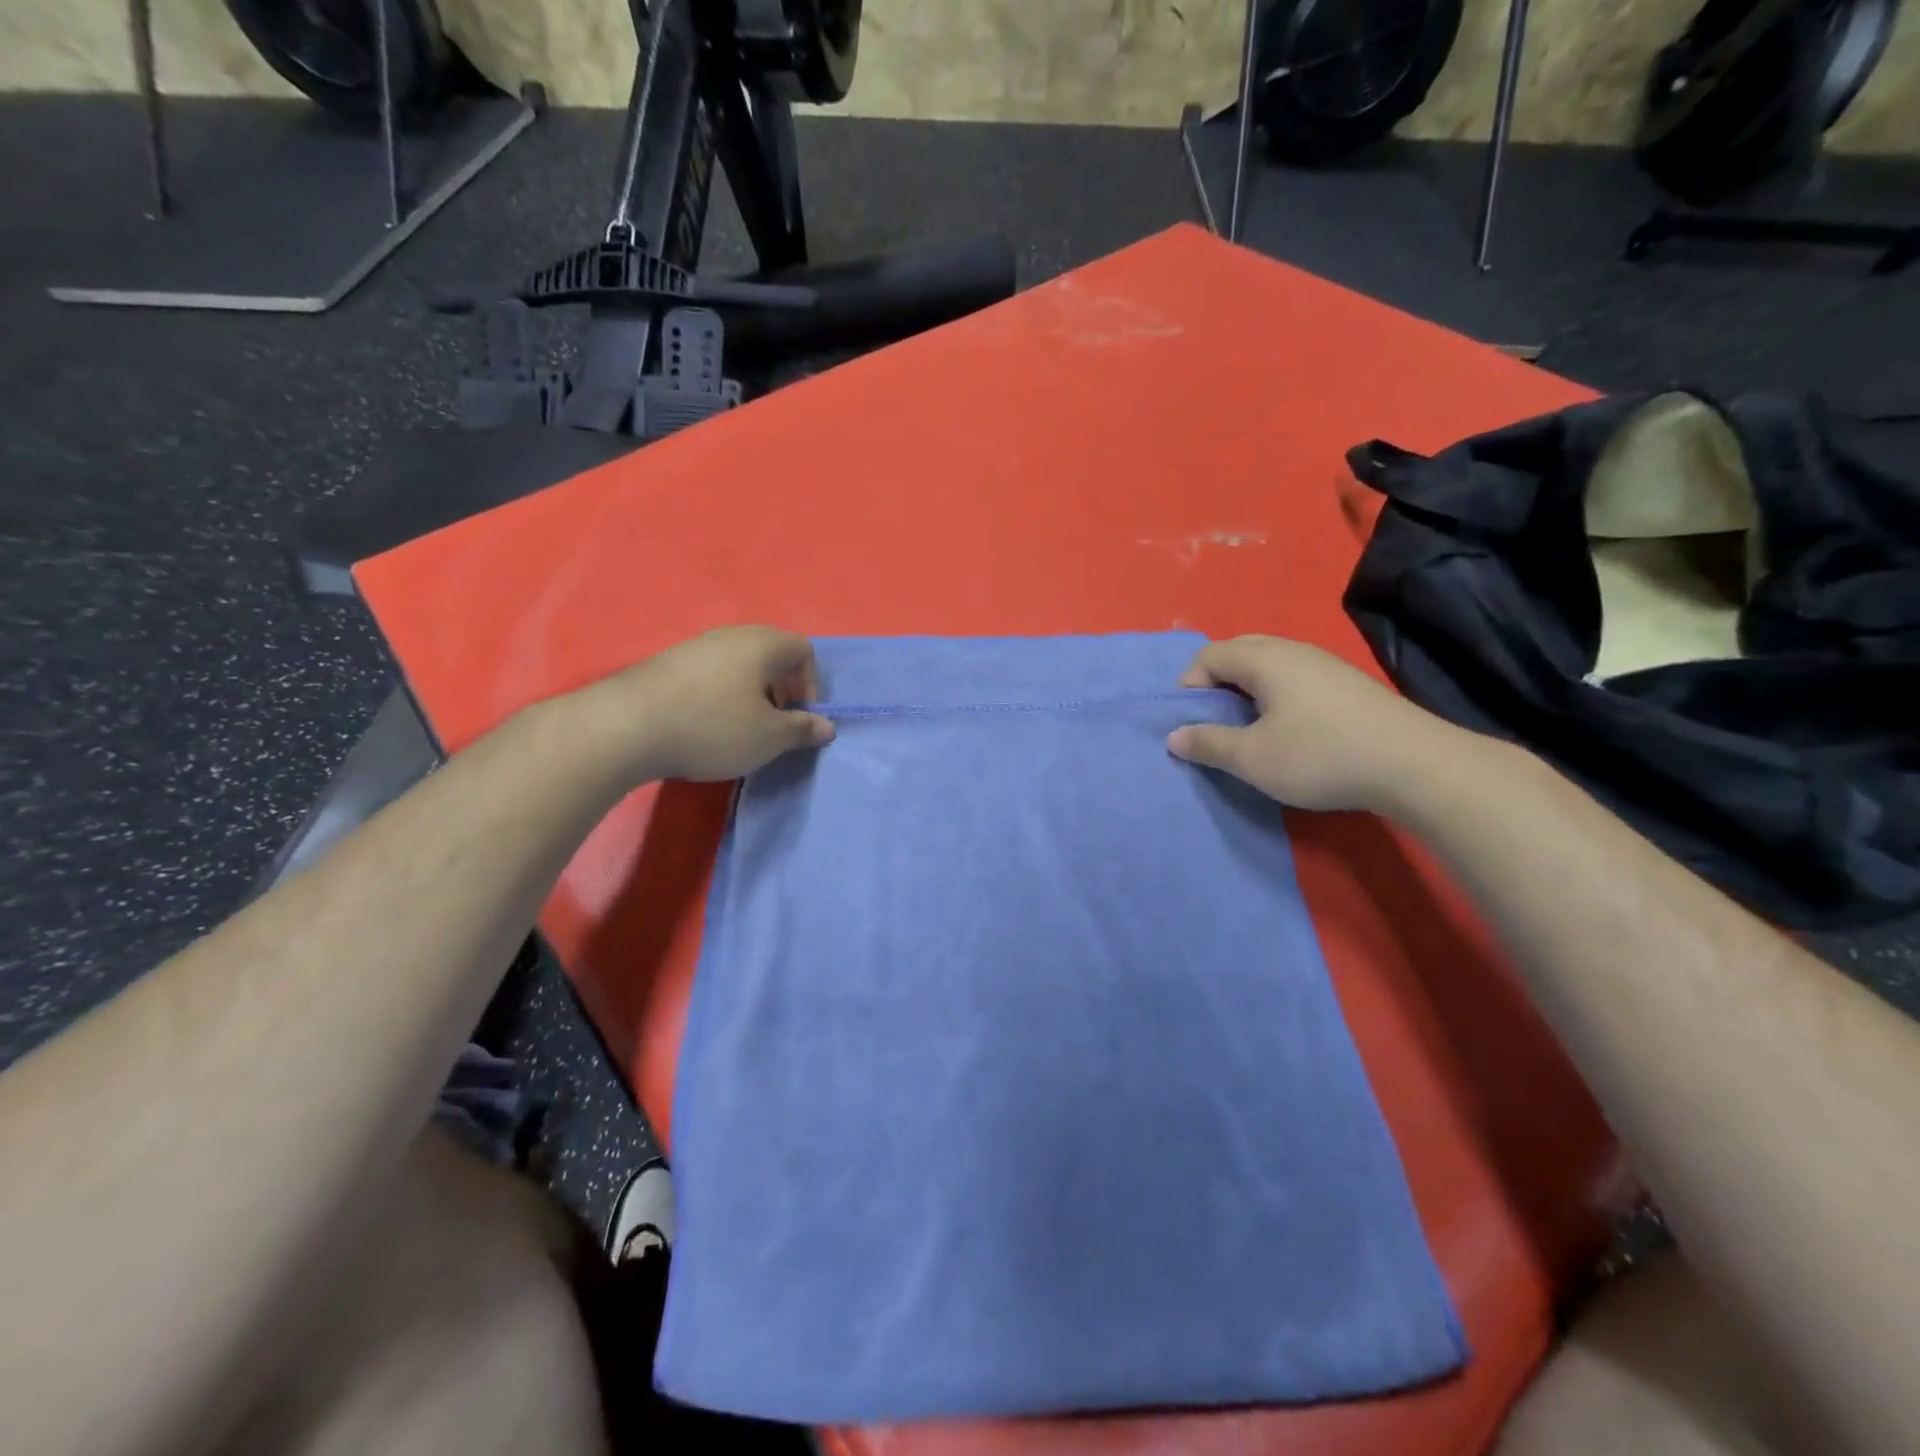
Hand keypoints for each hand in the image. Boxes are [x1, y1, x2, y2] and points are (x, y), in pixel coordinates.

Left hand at [586, 626, 835, 783]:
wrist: (626, 727)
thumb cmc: (712, 727)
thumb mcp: (769, 737)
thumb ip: (802, 730)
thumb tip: (826, 727)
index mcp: (762, 643)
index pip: (804, 650)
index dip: (811, 684)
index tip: (799, 717)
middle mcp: (731, 635)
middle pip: (771, 653)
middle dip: (782, 688)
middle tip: (775, 723)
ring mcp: (696, 646)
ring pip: (740, 663)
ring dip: (752, 693)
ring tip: (741, 727)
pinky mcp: (668, 663)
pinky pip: (711, 672)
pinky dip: (721, 694)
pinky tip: (707, 724)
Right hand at [1167, 636, 1444, 811]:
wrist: (1414, 765)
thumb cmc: (1320, 756)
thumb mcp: (1253, 758)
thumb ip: (1209, 744)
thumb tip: (1175, 736)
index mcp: (1265, 660)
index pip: (1209, 655)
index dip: (1189, 685)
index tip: (1189, 722)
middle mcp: (1293, 650)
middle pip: (1240, 650)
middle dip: (1216, 681)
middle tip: (1213, 719)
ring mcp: (1325, 664)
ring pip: (1270, 662)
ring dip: (1247, 688)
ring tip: (1247, 725)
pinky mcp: (1348, 683)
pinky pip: (1295, 676)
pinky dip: (1276, 693)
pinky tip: (1288, 727)